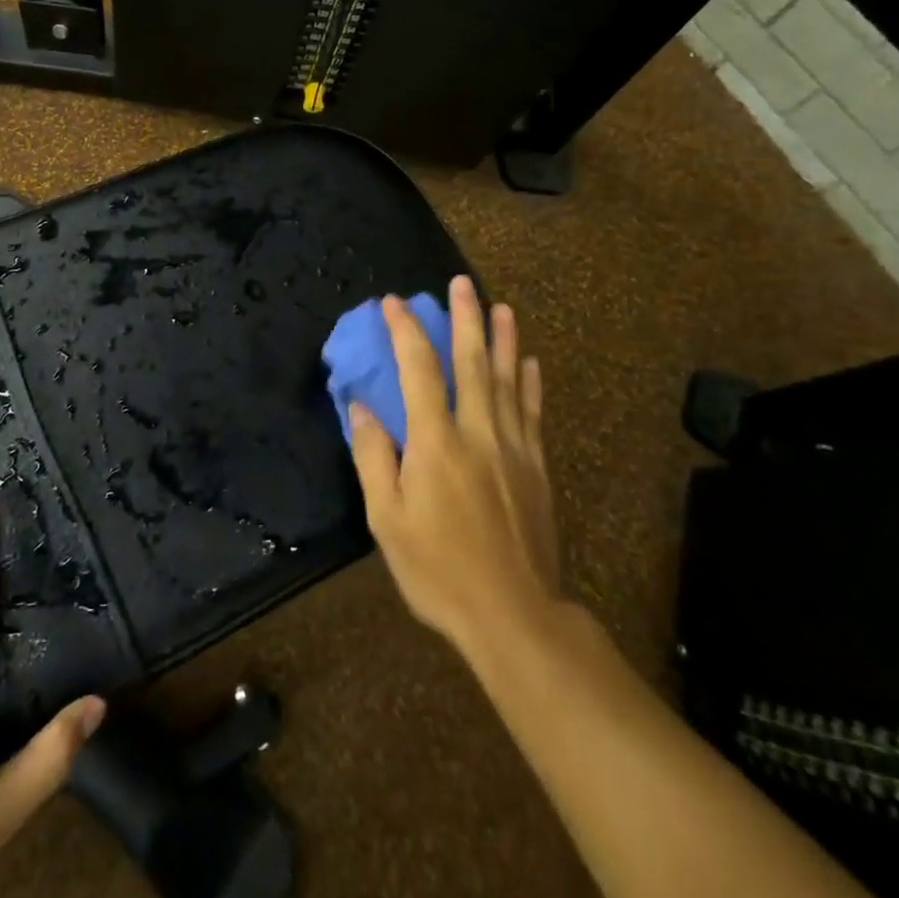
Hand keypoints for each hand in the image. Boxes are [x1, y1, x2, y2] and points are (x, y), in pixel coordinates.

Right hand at [348, 276, 570, 666]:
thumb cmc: (438, 569)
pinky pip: (533, 413)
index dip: (405, 331)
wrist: (514, 615)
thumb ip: (374, 456)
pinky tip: (530, 362)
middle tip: (462, 282)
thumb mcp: (386, 519)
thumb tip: (362, 406)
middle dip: (465, 318)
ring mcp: (513, 448)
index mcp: (436, 442)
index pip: (419, 369)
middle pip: (472, 362)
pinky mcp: (536, 468)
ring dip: (504, 339)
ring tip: (502, 306)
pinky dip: (530, 383)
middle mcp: (478, 432)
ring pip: (507, 380)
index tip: (392, 302)